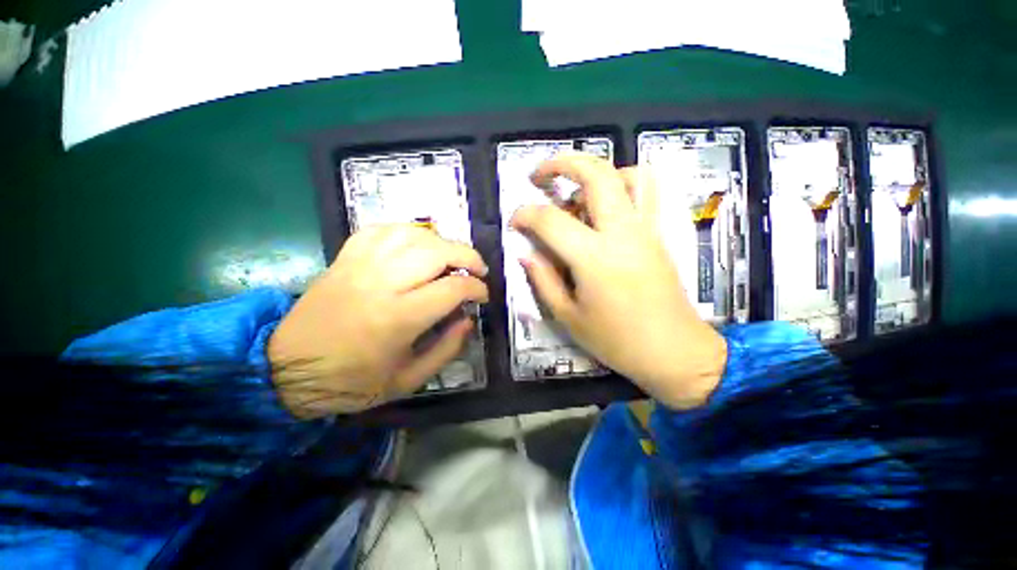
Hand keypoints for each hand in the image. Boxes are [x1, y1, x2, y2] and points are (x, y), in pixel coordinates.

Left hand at [268, 225, 488, 417]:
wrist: (287, 369)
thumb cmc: (352, 381)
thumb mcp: (408, 380)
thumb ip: (447, 349)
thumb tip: (468, 320)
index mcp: (399, 317)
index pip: (453, 288)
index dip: (477, 289)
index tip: (483, 296)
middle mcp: (383, 283)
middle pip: (437, 252)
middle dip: (468, 257)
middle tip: (478, 270)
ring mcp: (361, 265)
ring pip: (413, 235)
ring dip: (442, 242)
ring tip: (452, 257)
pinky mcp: (346, 258)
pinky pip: (382, 230)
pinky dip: (408, 232)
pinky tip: (418, 244)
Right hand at [510, 153, 726, 408]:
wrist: (673, 351)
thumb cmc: (616, 341)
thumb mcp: (568, 316)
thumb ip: (543, 280)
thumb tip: (525, 253)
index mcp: (593, 258)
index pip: (550, 220)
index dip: (525, 215)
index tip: (515, 221)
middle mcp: (622, 233)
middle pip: (596, 174)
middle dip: (562, 163)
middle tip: (539, 175)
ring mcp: (646, 229)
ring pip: (628, 174)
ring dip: (598, 172)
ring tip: (577, 191)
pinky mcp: (659, 234)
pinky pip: (647, 192)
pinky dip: (623, 184)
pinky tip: (606, 205)